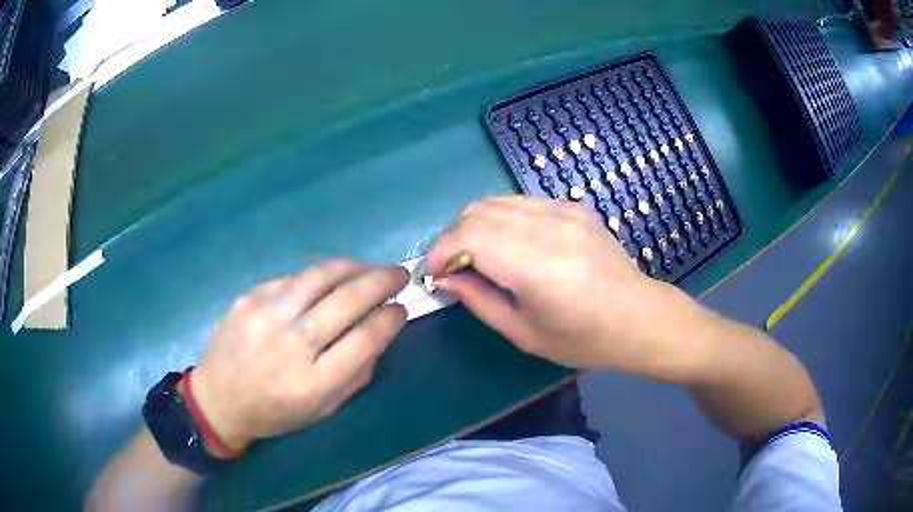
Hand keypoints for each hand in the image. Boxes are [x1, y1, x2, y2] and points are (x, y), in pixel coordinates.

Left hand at [188, 261, 408, 452]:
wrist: (219, 399)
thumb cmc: (275, 412)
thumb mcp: (323, 410)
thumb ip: (356, 374)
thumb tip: (381, 331)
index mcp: (313, 383)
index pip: (365, 340)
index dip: (390, 319)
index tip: (402, 307)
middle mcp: (290, 345)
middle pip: (346, 301)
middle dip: (381, 282)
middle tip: (398, 274)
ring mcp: (266, 316)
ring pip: (320, 277)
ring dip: (353, 267)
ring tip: (369, 267)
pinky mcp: (249, 298)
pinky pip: (293, 278)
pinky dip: (319, 276)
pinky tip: (329, 279)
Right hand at [428, 196, 674, 371]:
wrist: (639, 317)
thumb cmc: (583, 339)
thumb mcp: (523, 334)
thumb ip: (478, 300)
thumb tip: (445, 277)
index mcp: (541, 268)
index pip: (470, 237)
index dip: (441, 250)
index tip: (434, 272)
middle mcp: (553, 228)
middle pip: (478, 212)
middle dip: (452, 236)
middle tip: (451, 265)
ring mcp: (566, 211)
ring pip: (496, 201)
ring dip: (473, 224)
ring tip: (473, 253)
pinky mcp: (574, 206)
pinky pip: (520, 202)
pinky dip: (499, 218)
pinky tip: (505, 243)